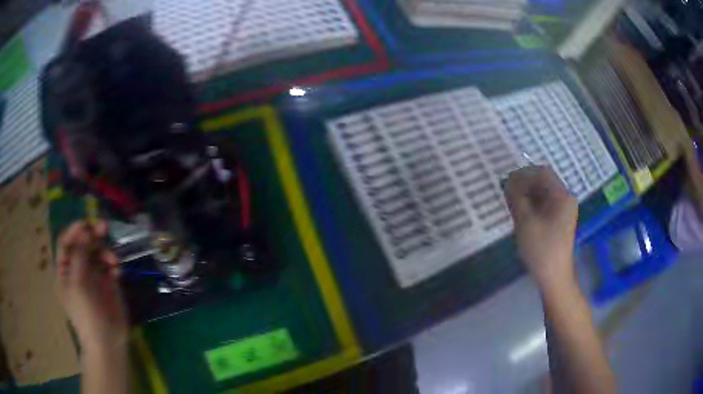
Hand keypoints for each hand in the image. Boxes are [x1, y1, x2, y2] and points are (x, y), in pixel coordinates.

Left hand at [55, 220, 127, 352]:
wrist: (107, 342)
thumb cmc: (85, 313)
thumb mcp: (78, 283)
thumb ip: (79, 254)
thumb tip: (84, 230)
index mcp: (65, 271)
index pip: (66, 243)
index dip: (74, 232)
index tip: (86, 225)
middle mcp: (77, 270)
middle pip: (83, 245)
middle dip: (92, 235)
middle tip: (104, 226)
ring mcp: (93, 278)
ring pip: (97, 254)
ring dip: (105, 251)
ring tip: (113, 259)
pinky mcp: (107, 285)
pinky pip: (109, 267)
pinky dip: (113, 265)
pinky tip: (117, 271)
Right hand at [505, 166, 578, 290]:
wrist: (554, 277)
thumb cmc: (541, 249)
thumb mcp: (525, 222)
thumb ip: (516, 198)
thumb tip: (507, 181)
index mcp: (562, 196)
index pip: (542, 173)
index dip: (523, 174)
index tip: (506, 182)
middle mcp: (565, 198)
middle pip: (544, 181)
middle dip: (524, 184)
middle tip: (506, 193)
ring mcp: (563, 210)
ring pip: (543, 193)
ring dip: (527, 194)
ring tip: (511, 203)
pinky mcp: (559, 220)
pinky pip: (544, 204)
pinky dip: (532, 204)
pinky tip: (520, 212)